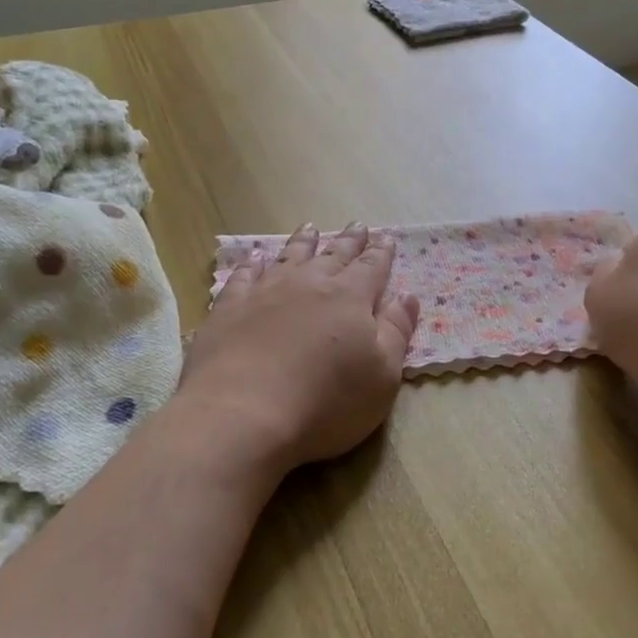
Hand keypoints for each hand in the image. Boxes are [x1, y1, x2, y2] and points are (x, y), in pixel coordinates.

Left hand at [180, 223, 420, 475]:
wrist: (243, 412)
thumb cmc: (326, 400)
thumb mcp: (382, 374)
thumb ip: (396, 331)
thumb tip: (407, 296)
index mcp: (350, 298)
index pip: (372, 268)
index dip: (381, 253)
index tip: (386, 236)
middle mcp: (310, 285)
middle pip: (334, 255)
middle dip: (349, 241)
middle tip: (357, 225)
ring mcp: (266, 292)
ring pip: (290, 257)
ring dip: (303, 242)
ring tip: (310, 228)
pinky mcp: (229, 308)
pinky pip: (244, 276)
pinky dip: (252, 263)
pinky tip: (255, 256)